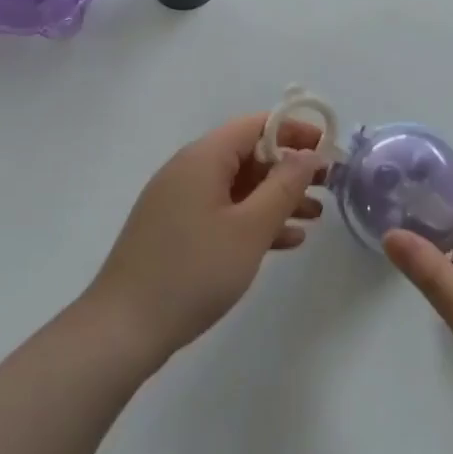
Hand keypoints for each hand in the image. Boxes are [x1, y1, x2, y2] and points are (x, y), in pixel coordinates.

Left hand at [86, 113, 326, 363]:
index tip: (328, 150)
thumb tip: (308, 154)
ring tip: (314, 217)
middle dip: (289, 169)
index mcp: (203, 158)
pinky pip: (222, 212)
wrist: (124, 328)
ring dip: (276, 198)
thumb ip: (284, 187)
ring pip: (237, 187)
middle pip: (247, 154)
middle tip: (328, 187)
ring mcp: (178, 202)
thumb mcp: (250, 228)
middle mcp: (188, 171)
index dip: (294, 131)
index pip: (254, 125)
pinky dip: (252, 220)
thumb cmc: (194, 271)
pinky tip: (285, 242)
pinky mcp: (175, 231)